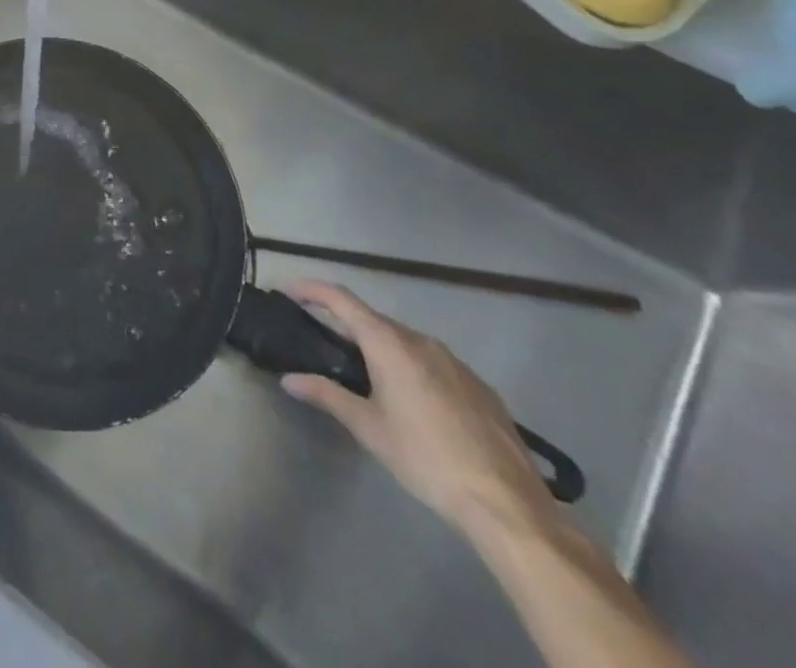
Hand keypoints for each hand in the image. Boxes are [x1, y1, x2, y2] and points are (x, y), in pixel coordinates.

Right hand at [280, 281, 556, 541]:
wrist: (508, 506)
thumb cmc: (425, 459)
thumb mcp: (368, 428)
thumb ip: (326, 395)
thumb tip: (289, 379)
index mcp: (389, 343)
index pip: (339, 298)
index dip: (309, 289)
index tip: (286, 291)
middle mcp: (421, 341)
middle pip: (372, 320)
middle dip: (343, 324)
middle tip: (320, 341)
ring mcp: (456, 363)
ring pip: (404, 342)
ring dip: (378, 347)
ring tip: (363, 374)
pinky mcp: (480, 388)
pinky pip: (433, 363)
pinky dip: (410, 367)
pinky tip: (411, 401)